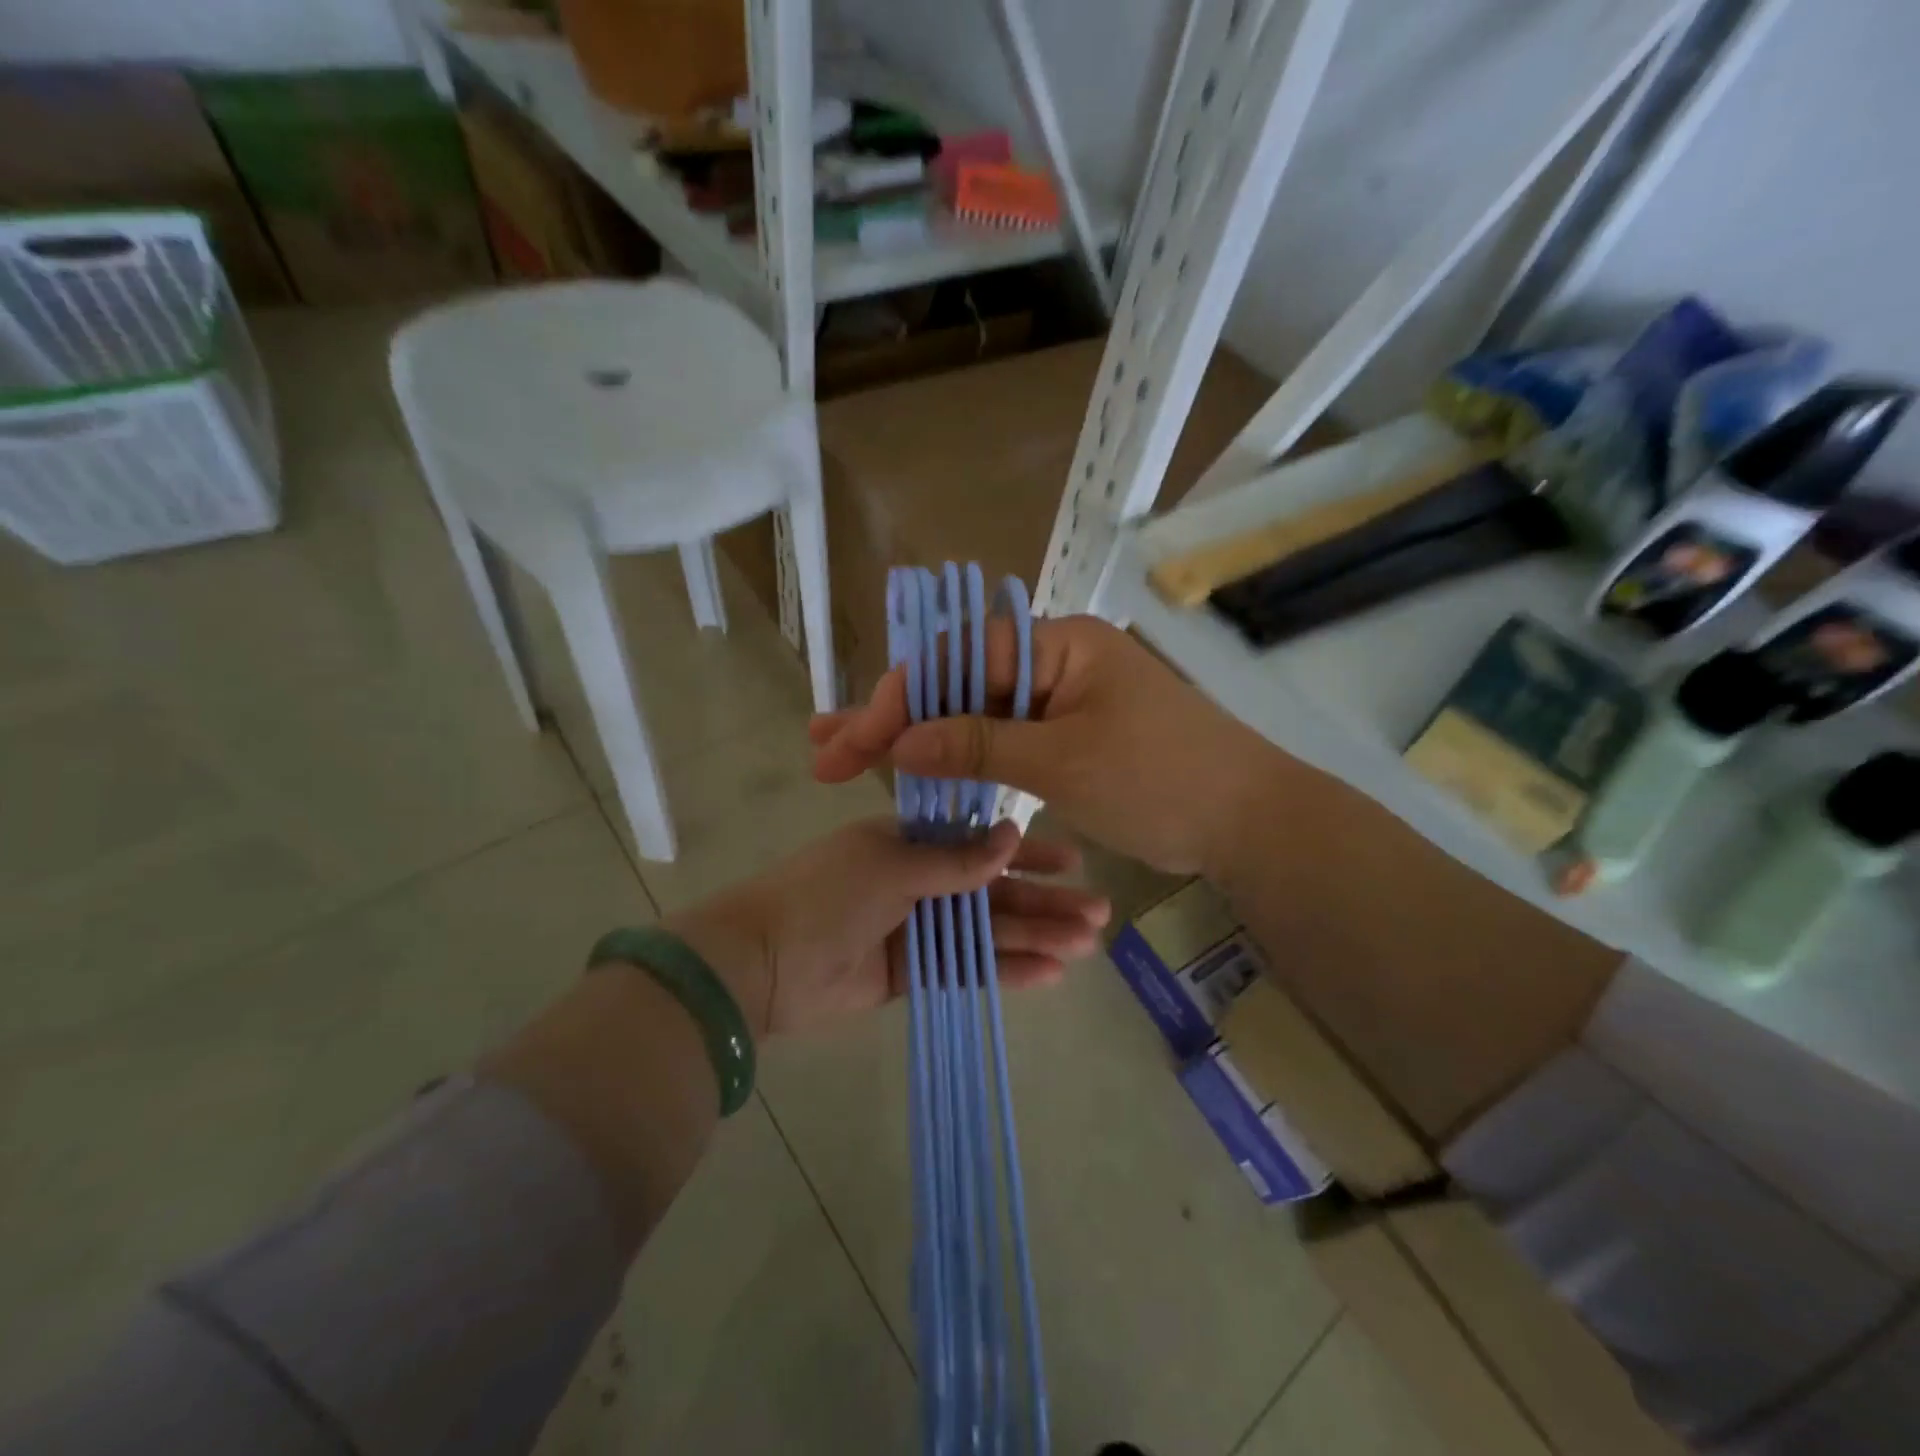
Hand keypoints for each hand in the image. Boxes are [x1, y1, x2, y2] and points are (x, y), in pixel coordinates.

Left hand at [666, 817, 1108, 1038]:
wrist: (761, 962)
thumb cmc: (825, 894)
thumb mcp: (891, 864)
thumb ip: (955, 860)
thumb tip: (1012, 834)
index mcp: (909, 841)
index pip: (981, 842)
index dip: (1027, 852)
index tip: (1073, 860)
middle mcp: (918, 880)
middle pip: (993, 891)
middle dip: (1044, 901)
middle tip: (1097, 915)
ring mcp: (916, 928)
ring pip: (987, 931)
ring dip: (1035, 937)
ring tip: (1085, 946)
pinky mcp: (911, 973)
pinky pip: (966, 968)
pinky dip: (1004, 971)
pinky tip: (1049, 974)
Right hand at [810, 615, 1291, 876]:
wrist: (1248, 822)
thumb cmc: (1162, 780)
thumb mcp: (1063, 762)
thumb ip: (977, 745)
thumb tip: (897, 740)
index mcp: (1059, 644)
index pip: (959, 658)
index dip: (902, 699)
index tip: (858, 741)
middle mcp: (1052, 661)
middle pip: (957, 684)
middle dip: (892, 718)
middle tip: (826, 750)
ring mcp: (1057, 700)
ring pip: (972, 716)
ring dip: (914, 740)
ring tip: (846, 758)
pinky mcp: (1063, 737)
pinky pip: (999, 742)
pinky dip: (957, 760)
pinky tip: (911, 775)